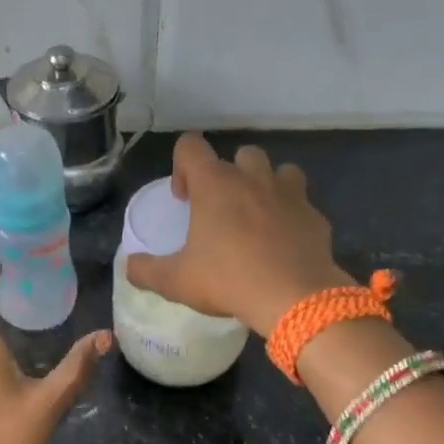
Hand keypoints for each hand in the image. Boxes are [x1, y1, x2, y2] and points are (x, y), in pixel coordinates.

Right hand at [124, 133, 351, 336]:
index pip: (191, 146)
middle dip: (229, 176)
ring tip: (258, 219)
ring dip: (266, 187)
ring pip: (279, 171)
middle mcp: (253, 178)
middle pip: (240, 155)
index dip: (181, 166)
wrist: (295, 297)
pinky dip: (291, 217)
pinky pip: (302, 205)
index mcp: (215, 185)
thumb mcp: (176, 282)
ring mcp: (290, 194)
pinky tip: (284, 245)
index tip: (183, 199)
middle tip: (221, 211)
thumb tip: (128, 266)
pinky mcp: (315, 216)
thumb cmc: (228, 281)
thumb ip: (146, 271)